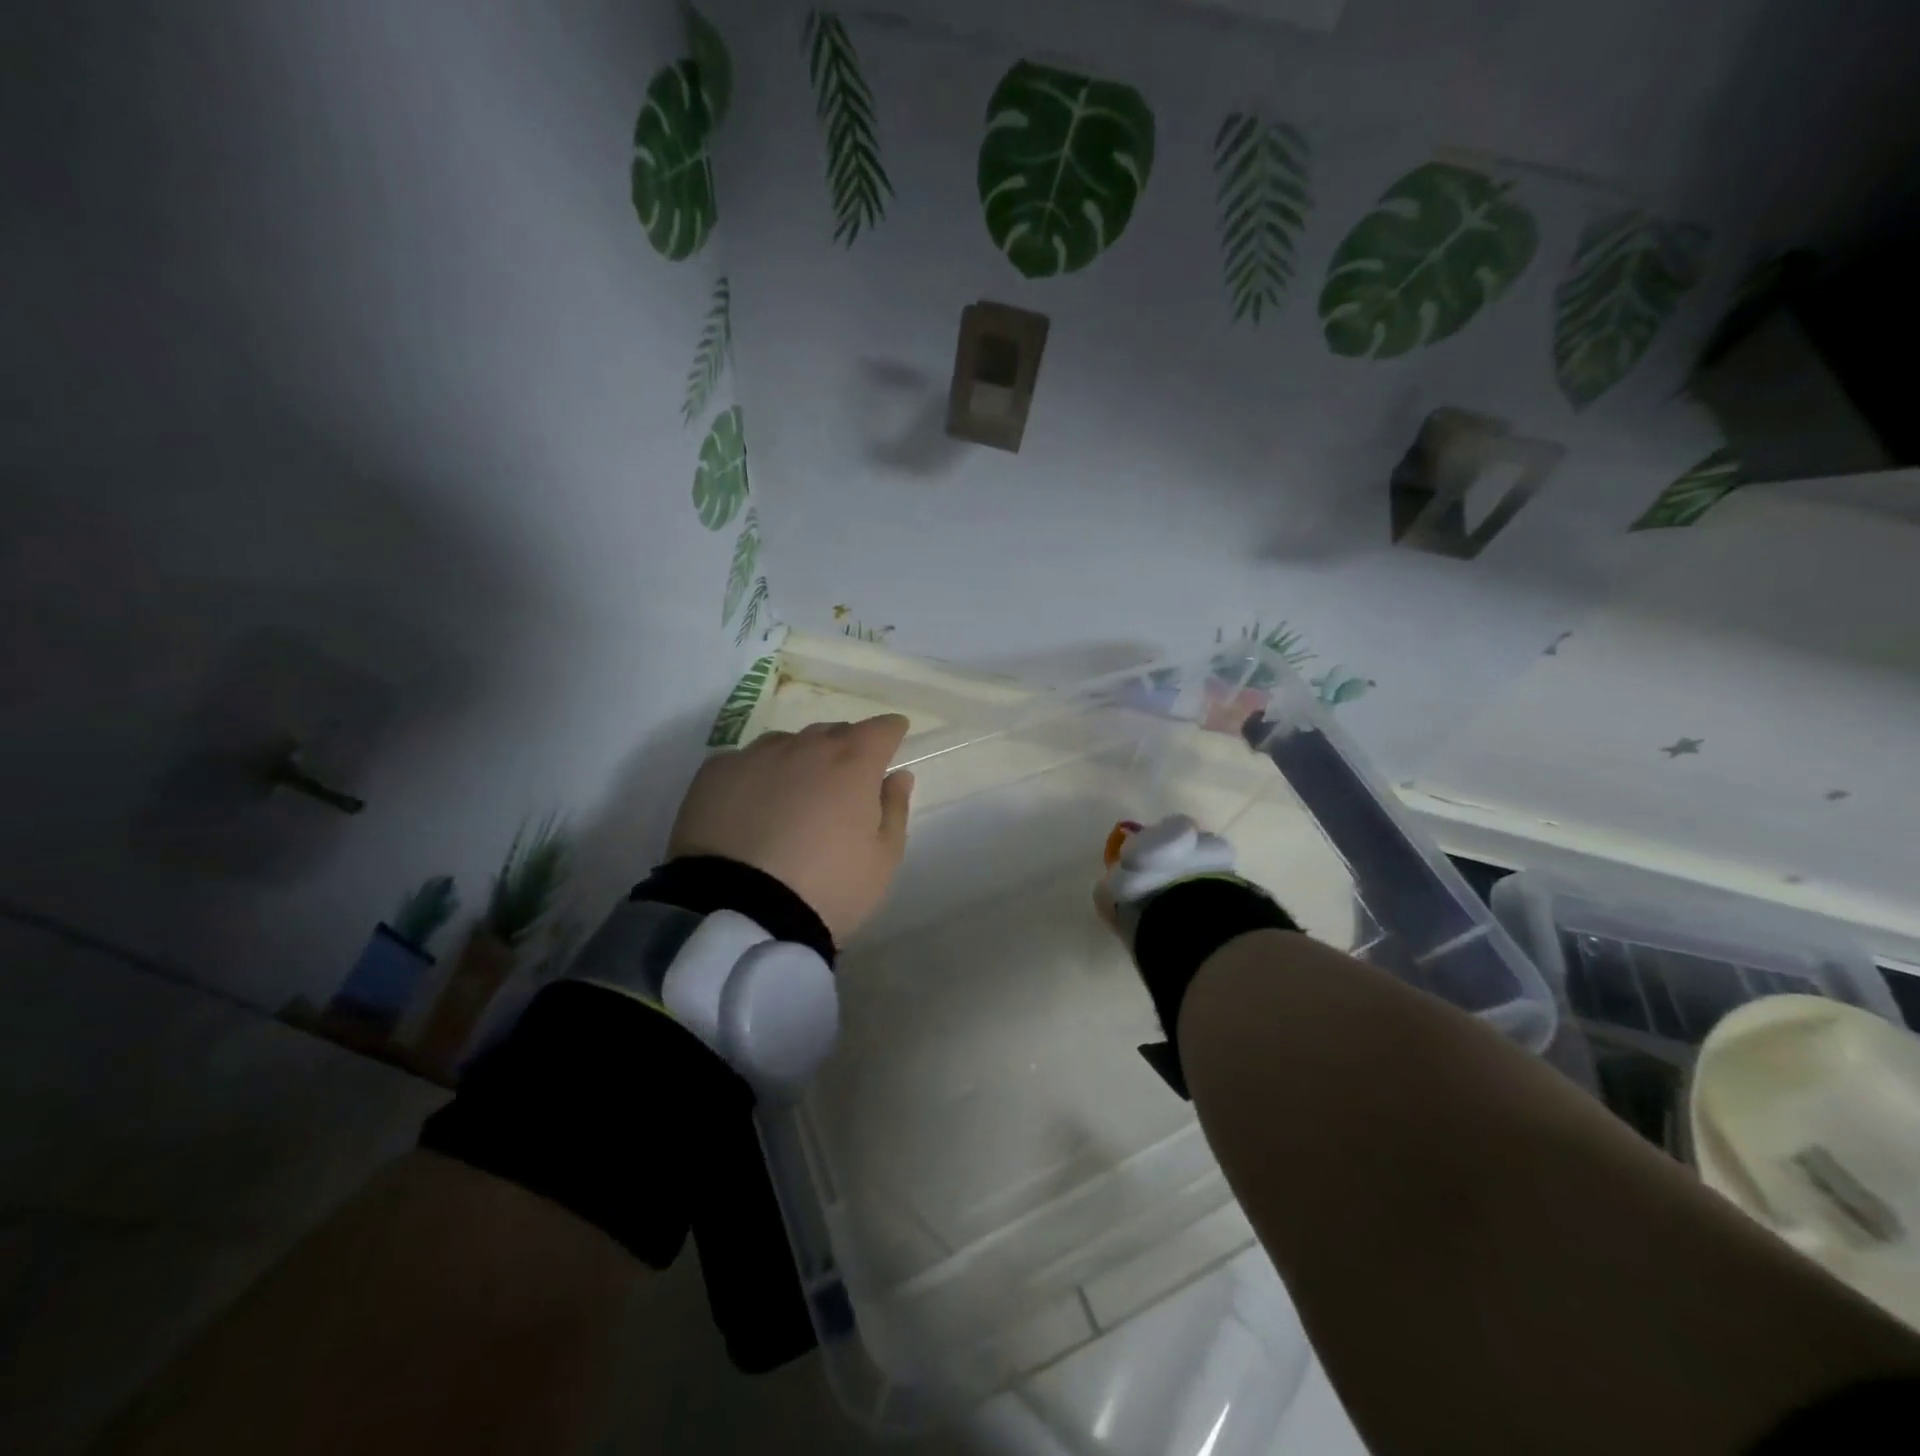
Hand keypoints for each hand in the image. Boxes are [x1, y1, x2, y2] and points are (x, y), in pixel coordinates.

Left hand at [668, 714, 915, 942]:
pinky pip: (745, 763)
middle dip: (845, 749)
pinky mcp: (715, 773)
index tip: (894, 738)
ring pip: (787, 744)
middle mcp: (804, 747)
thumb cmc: (828, 888)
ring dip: (799, 760)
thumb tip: (897, 776)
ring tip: (794, 796)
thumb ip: (894, 809)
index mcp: (852, 763)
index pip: (880, 729)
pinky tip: (752, 808)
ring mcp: (755, 756)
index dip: (891, 732)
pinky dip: (757, 777)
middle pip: (833, 733)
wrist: (739, 912)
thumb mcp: (882, 860)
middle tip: (844, 782)